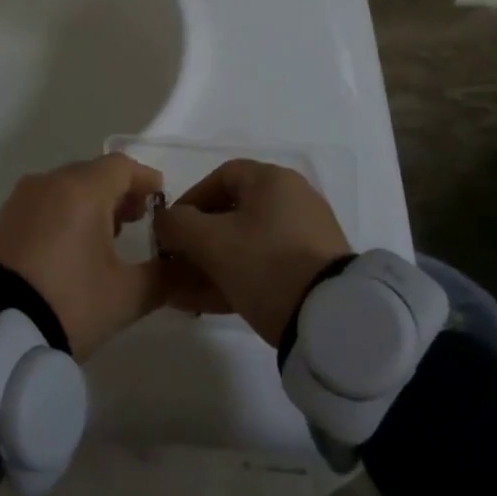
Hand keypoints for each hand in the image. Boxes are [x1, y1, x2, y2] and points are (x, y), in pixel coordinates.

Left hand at [0, 154, 168, 360]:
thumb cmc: (69, 302)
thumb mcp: (126, 296)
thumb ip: (164, 277)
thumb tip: (188, 267)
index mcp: (82, 189)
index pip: (122, 166)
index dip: (145, 179)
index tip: (161, 198)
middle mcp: (50, 183)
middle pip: (93, 173)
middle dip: (119, 191)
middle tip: (137, 219)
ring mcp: (22, 199)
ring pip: (66, 187)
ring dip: (91, 202)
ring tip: (107, 236)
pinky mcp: (3, 219)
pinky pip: (44, 202)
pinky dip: (65, 212)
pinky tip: (73, 245)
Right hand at [154, 159, 351, 346]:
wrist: (332, 319)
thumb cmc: (266, 264)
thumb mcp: (212, 242)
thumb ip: (178, 224)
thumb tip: (164, 220)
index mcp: (272, 181)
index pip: (221, 176)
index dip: (190, 200)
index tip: (170, 229)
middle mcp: (292, 200)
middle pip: (232, 214)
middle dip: (196, 242)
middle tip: (175, 266)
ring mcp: (305, 237)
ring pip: (245, 245)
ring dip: (210, 266)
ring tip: (182, 293)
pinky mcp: (311, 271)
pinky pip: (263, 267)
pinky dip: (234, 279)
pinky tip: (205, 305)